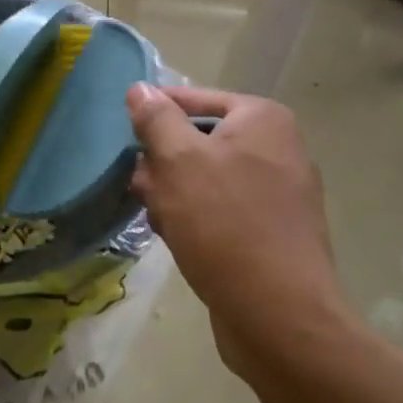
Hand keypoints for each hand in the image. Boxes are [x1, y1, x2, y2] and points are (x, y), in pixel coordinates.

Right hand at [127, 84, 346, 379]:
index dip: (153, 114)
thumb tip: (141, 88)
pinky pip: (223, 209)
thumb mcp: (178, 161)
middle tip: (139, 187)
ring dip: (173, 193)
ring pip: (206, 178)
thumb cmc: (224, 223)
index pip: (193, 98)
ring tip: (157, 218)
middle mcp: (278, 148)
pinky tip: (177, 239)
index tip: (122, 137)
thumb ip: (156, 119)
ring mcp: (280, 192)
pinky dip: (196, 218)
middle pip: (199, 140)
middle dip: (162, 163)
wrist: (279, 314)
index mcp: (262, 119)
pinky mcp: (273, 231)